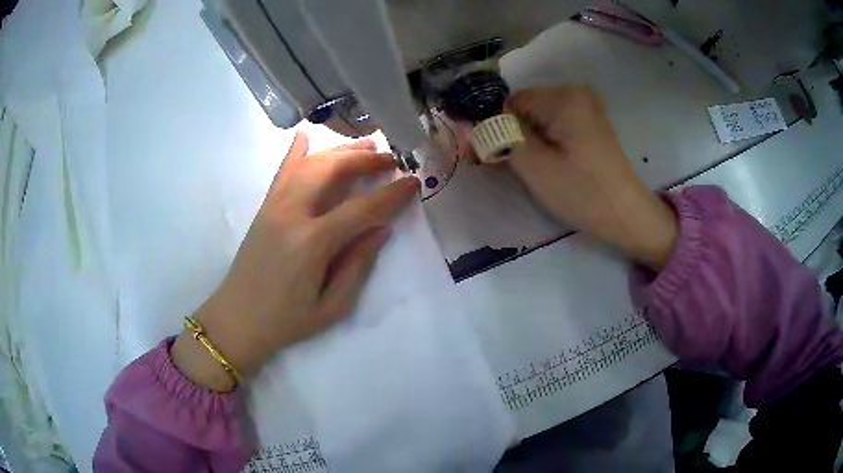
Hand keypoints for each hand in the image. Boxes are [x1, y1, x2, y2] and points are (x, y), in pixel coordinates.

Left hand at [172, 131, 419, 390]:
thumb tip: (381, 230)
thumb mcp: (332, 306)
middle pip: (333, 170)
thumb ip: (358, 265)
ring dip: (340, 150)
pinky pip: (282, 171)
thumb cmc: (286, 321)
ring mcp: (274, 206)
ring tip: (366, 145)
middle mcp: (291, 214)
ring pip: (310, 163)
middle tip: (391, 160)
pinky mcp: (264, 208)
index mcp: (312, 243)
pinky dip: (295, 150)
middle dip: (366, 160)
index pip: (361, 208)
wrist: (237, 320)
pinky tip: (305, 134)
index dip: (392, 194)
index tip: (414, 183)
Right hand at [507, 86, 677, 269]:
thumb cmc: (583, 193)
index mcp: (563, 97)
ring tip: (534, 168)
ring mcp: (587, 106)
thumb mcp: (535, 167)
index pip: (510, 102)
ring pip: (539, 117)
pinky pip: (556, 123)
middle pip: (526, 108)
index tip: (490, 156)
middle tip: (511, 167)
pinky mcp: (592, 121)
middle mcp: (575, 91)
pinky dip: (547, 140)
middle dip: (513, 134)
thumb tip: (476, 121)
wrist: (627, 215)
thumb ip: (501, 138)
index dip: (496, 128)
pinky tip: (551, 162)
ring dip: (529, 139)